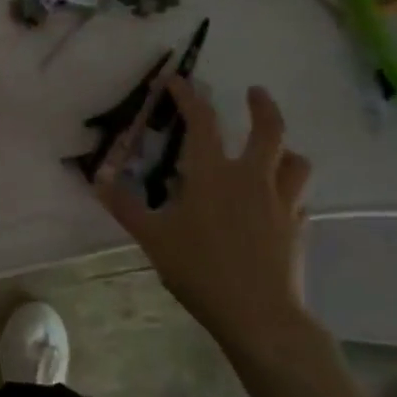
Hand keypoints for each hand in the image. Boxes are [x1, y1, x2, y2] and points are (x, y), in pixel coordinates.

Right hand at [94, 77, 314, 350]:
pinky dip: (288, 191)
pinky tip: (276, 204)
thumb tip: (97, 180)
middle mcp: (253, 179)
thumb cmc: (200, 269)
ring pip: (295, 162)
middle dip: (262, 106)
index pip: (202, 122)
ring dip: (284, 149)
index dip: (188, 96)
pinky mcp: (298, 229)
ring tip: (274, 151)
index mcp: (214, 174)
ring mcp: (282, 203)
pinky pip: (299, 198)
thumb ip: (124, 205)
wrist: (259, 316)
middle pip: (269, 130)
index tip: (177, 80)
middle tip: (254, 92)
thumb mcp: (152, 237)